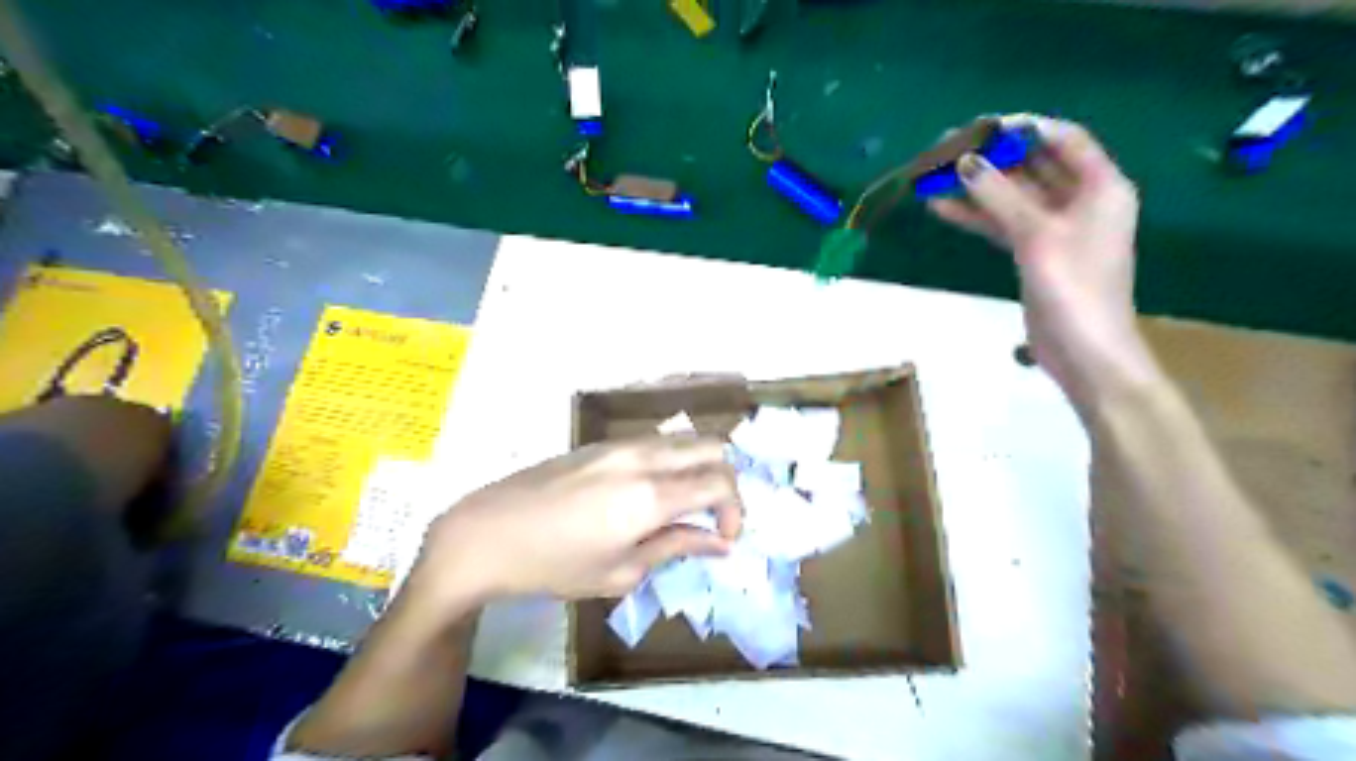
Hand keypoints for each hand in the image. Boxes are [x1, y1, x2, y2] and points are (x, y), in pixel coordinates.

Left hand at [408, 437, 738, 608]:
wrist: (487, 533)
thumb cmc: (554, 565)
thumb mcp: (620, 570)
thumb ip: (675, 547)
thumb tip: (718, 543)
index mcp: (650, 495)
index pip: (720, 483)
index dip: (735, 511)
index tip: (724, 538)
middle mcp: (643, 457)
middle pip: (712, 447)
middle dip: (726, 480)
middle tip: (713, 516)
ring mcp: (620, 444)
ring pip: (683, 439)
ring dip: (698, 466)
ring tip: (685, 504)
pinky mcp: (601, 442)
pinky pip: (654, 441)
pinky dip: (671, 460)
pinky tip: (650, 491)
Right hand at [933, 116, 1164, 412]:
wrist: (1083, 351)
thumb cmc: (1072, 287)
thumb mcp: (1036, 235)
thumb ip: (1001, 196)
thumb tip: (965, 162)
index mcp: (1100, 186)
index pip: (1063, 140)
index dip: (1024, 128)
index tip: (981, 126)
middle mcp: (1081, 200)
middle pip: (1034, 166)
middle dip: (993, 157)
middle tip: (947, 151)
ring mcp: (1056, 229)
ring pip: (1014, 197)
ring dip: (979, 188)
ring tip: (936, 178)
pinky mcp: (1035, 253)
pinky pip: (1004, 224)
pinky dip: (978, 216)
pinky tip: (944, 209)